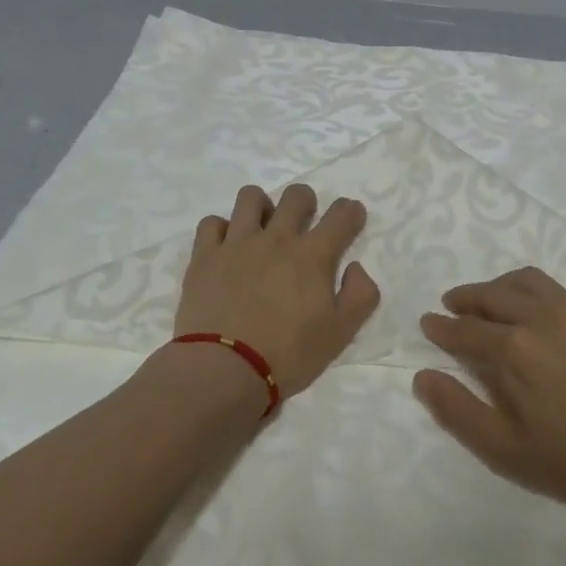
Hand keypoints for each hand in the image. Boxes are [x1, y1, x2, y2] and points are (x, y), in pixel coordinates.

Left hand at [175, 184, 380, 397]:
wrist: (224, 369)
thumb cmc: (288, 354)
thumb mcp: (340, 333)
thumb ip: (360, 295)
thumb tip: (356, 267)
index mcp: (313, 256)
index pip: (341, 215)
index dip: (351, 211)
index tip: (351, 219)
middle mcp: (276, 238)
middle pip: (296, 196)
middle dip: (306, 202)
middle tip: (304, 224)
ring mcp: (237, 243)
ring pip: (250, 197)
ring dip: (262, 207)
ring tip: (262, 229)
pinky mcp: (204, 256)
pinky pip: (212, 222)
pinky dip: (222, 229)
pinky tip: (227, 247)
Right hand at [416, 267, 565, 525]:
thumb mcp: (504, 449)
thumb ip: (457, 410)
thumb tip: (422, 376)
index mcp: (514, 348)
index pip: (466, 328)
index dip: (442, 327)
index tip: (428, 323)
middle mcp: (543, 317)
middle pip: (494, 294)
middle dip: (467, 298)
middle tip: (452, 306)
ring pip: (528, 282)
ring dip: (500, 287)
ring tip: (490, 300)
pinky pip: (560, 291)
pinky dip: (535, 293)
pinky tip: (538, 312)